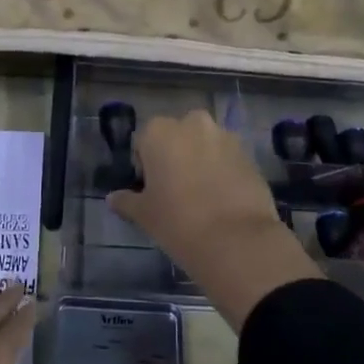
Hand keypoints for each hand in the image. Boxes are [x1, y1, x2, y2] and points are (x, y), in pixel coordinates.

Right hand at [107, 110, 319, 328]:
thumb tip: (113, 199)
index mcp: (160, 131)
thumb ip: (126, 201)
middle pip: (178, 136)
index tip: (150, 190)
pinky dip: (223, 171)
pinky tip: (222, 199)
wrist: (236, 239)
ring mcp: (225, 137)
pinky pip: (228, 158)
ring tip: (201, 196)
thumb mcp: (144, 214)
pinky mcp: (250, 155)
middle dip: (175, 156)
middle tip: (174, 190)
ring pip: (205, 145)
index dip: (145, 165)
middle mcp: (193, 124)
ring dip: (201, 161)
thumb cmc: (177, 221)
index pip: (144, 141)